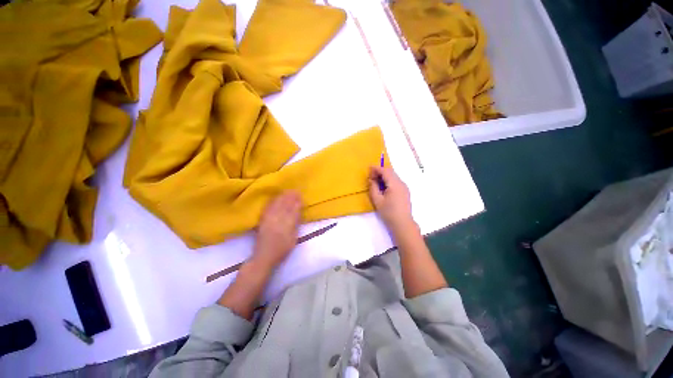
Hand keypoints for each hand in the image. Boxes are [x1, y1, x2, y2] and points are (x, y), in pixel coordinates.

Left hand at [252, 191, 301, 270]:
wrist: (264, 256)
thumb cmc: (282, 250)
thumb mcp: (293, 239)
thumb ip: (296, 225)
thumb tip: (298, 212)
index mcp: (287, 226)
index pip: (293, 210)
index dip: (297, 202)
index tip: (300, 195)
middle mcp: (278, 220)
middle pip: (285, 206)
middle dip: (290, 197)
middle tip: (295, 190)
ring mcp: (269, 220)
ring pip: (276, 205)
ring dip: (282, 197)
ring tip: (287, 191)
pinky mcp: (262, 221)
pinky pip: (267, 208)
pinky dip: (272, 201)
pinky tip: (275, 198)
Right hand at [368, 166, 415, 233]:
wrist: (403, 224)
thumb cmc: (389, 213)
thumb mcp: (377, 200)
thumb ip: (373, 188)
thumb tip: (371, 179)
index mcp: (395, 184)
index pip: (385, 171)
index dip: (376, 168)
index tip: (368, 168)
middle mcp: (401, 183)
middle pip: (390, 171)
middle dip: (380, 171)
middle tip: (371, 176)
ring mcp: (404, 187)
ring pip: (393, 176)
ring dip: (384, 175)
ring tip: (376, 181)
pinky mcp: (405, 191)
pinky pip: (395, 181)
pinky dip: (388, 180)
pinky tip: (383, 187)